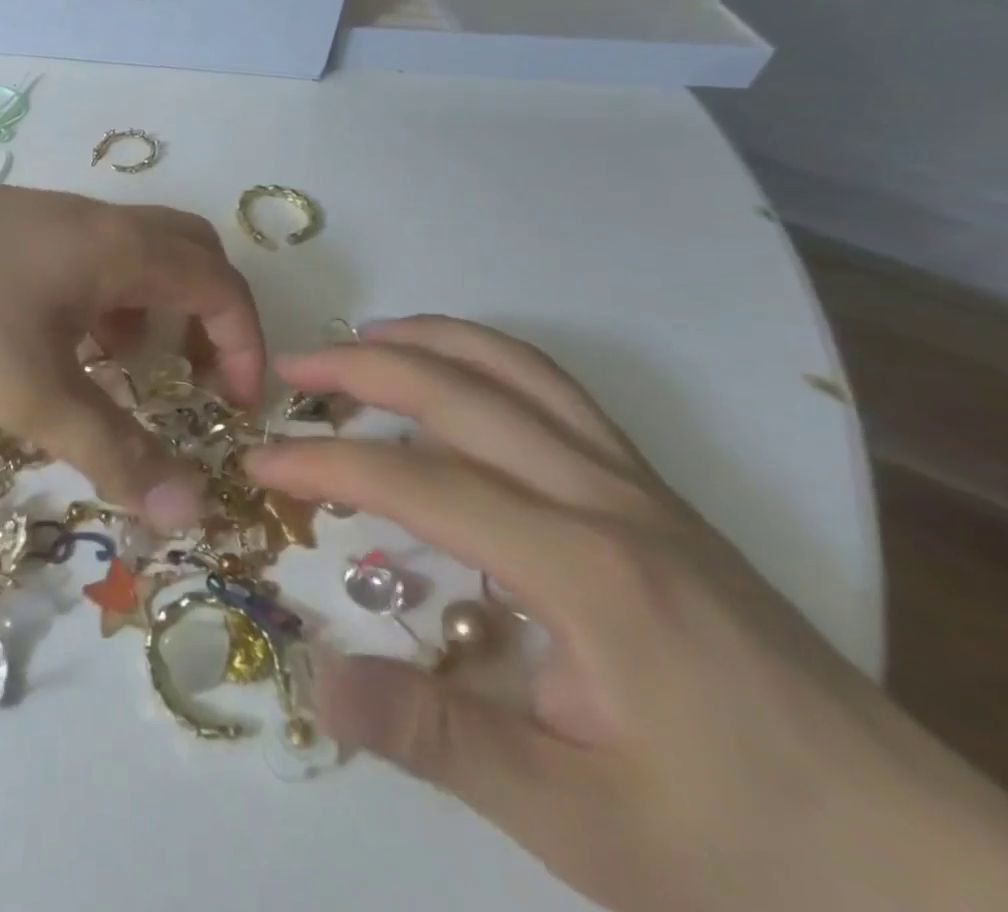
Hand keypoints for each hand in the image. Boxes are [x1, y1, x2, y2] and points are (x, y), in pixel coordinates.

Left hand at [0, 153, 261, 528]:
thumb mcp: (31, 391)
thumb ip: (112, 448)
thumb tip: (190, 510)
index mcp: (123, 249)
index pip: (221, 285)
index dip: (245, 346)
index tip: (233, 407)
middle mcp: (98, 222)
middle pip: (190, 252)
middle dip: (211, 315)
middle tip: (197, 376)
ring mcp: (51, 217)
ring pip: (135, 253)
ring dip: (154, 306)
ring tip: (125, 365)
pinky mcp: (11, 226)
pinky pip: (88, 257)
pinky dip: (104, 298)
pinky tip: (59, 340)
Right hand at [245, 317, 1007, 911]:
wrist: (937, 874)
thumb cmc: (751, 855)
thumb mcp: (579, 824)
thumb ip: (436, 737)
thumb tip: (313, 679)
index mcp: (585, 570)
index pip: (419, 483)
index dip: (324, 466)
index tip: (259, 464)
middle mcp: (608, 498)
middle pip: (462, 393)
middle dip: (360, 368)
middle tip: (289, 368)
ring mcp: (640, 486)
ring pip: (518, 369)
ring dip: (430, 340)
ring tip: (360, 338)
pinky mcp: (657, 494)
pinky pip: (558, 393)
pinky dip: (488, 358)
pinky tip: (456, 376)